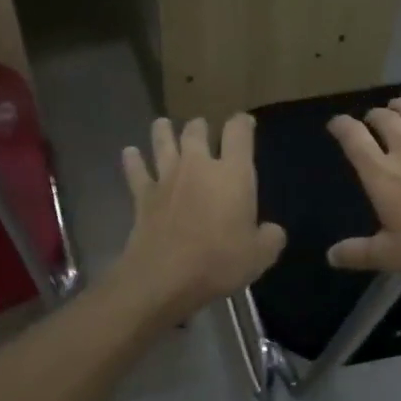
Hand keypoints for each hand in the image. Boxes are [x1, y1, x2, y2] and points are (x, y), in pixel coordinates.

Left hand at [115, 115, 286, 315]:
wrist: (164, 277)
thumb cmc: (218, 262)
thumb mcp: (260, 256)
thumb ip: (270, 238)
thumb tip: (271, 230)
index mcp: (233, 174)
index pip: (239, 133)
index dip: (243, 123)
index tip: (245, 123)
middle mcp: (198, 166)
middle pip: (196, 132)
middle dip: (200, 127)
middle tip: (201, 127)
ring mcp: (166, 178)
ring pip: (163, 143)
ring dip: (163, 132)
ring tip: (163, 124)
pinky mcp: (143, 196)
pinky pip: (136, 171)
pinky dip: (132, 160)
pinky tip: (129, 152)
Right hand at [326, 98, 400, 277]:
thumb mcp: (392, 256)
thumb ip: (358, 254)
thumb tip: (331, 256)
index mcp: (382, 174)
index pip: (354, 138)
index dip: (341, 126)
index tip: (335, 124)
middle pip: (385, 119)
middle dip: (373, 115)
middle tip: (369, 120)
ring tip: (396, 106)